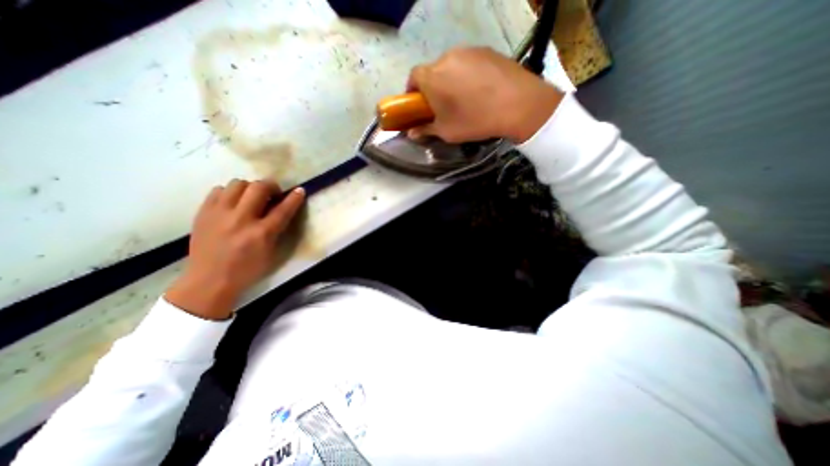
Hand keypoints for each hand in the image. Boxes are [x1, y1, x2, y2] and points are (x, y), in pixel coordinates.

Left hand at [165, 179, 304, 320]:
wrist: (209, 281)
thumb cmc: (248, 269)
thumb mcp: (271, 252)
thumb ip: (277, 229)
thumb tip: (281, 210)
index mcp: (262, 233)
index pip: (283, 209)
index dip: (294, 198)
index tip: (300, 190)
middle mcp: (241, 219)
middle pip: (258, 188)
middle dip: (271, 186)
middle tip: (273, 193)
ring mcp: (219, 214)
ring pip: (237, 183)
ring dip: (250, 187)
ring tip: (251, 197)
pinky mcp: (203, 213)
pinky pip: (218, 190)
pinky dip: (230, 192)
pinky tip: (233, 203)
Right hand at [407, 46, 563, 141]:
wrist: (518, 104)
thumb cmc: (475, 120)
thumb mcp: (447, 132)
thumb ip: (425, 130)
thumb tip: (411, 133)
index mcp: (433, 77)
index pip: (413, 77)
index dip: (412, 91)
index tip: (418, 105)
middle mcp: (447, 57)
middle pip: (433, 71)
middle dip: (433, 88)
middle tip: (443, 106)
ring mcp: (469, 51)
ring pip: (451, 66)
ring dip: (451, 80)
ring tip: (464, 98)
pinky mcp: (486, 50)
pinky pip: (469, 62)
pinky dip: (467, 75)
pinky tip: (480, 90)